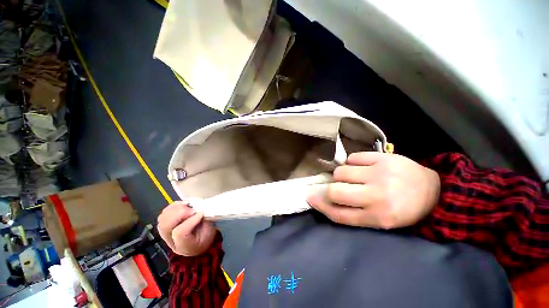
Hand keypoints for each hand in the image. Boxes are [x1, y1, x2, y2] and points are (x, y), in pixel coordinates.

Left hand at [157, 201, 216, 255]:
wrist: (199, 241)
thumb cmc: (206, 235)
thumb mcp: (210, 232)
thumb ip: (205, 222)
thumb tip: (201, 209)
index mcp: (185, 246)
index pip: (180, 233)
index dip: (191, 220)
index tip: (201, 213)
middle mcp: (171, 241)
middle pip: (166, 226)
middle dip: (180, 213)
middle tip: (193, 209)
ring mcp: (165, 233)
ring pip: (162, 218)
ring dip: (175, 209)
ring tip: (188, 206)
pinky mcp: (165, 224)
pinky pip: (164, 213)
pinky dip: (173, 206)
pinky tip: (184, 205)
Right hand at [307, 152, 439, 228]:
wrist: (433, 191)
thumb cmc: (402, 209)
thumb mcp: (378, 219)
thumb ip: (350, 213)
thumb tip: (323, 200)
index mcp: (378, 217)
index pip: (339, 214)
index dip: (321, 206)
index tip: (311, 199)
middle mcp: (378, 196)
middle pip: (335, 191)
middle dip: (329, 189)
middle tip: (334, 186)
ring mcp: (380, 173)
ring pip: (341, 171)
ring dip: (341, 175)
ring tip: (352, 177)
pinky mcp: (382, 157)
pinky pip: (353, 158)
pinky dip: (351, 163)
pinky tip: (361, 167)